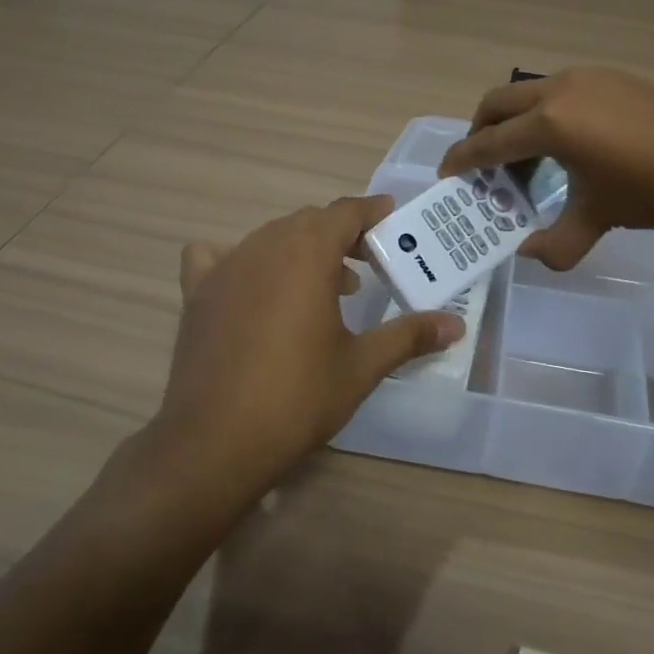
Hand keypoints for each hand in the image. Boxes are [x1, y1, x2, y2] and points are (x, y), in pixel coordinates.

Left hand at [145, 197, 463, 504]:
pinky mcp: (197, 293)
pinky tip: (250, 289)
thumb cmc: (298, 397)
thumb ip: (408, 336)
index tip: (391, 218)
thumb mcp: (362, 366)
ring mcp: (225, 267)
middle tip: (368, 263)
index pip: (345, 212)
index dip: (371, 212)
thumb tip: (455, 325)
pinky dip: (239, 260)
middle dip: (341, 235)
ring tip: (325, 288)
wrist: (215, 441)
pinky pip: (216, 256)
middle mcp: (264, 246)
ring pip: (270, 238)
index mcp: (307, 253)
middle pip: (308, 222)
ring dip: (301, 250)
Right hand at [438, 67, 653, 269]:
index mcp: (549, 123)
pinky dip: (548, 114)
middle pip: (498, 103)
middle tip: (483, 165)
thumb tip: (530, 254)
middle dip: (481, 132)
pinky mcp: (616, 76)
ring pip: (532, 93)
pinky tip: (572, 145)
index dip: (462, 160)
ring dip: (517, 122)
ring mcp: (591, 77)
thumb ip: (556, 242)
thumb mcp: (598, 219)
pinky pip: (563, 91)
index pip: (488, 141)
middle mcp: (561, 89)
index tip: (448, 174)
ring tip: (528, 160)